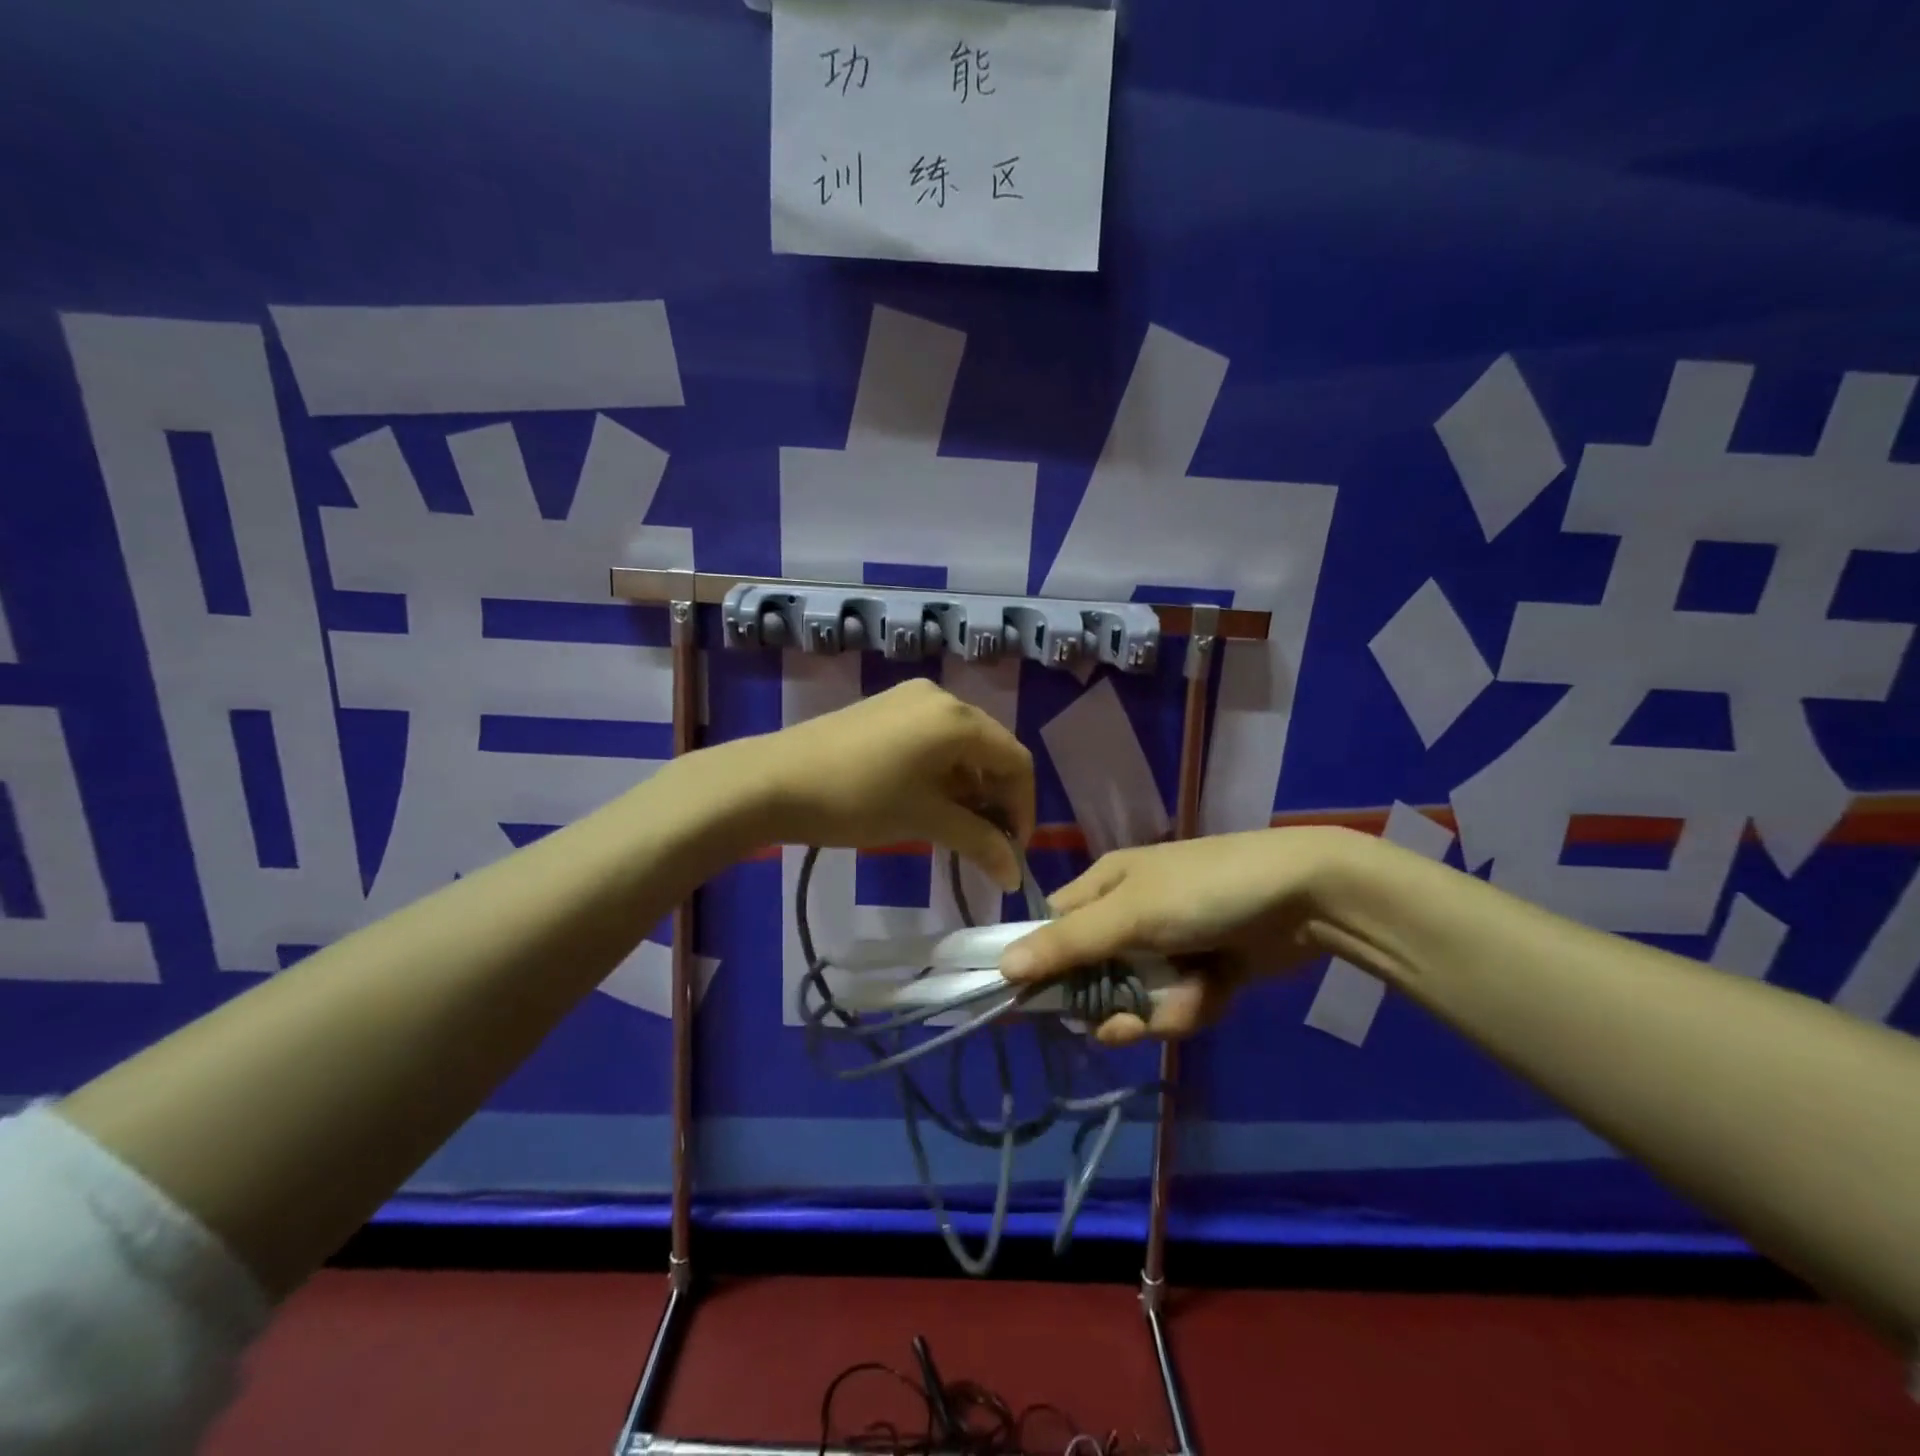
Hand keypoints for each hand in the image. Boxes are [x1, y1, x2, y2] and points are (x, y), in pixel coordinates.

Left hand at [752, 679, 1035, 889]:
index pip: (1016, 762)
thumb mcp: (924, 820)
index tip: (1012, 851)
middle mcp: (942, 698)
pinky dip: (942, 771)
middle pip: (992, 749)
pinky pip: (933, 738)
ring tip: (956, 827)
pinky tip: (927, 800)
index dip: (1023, 809)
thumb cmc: (858, 800)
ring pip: (961, 745)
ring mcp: (910, 698)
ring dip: (969, 787)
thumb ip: (978, 842)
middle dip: (997, 798)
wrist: (773, 781)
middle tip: (987, 843)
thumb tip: (1014, 874)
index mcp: (959, 719)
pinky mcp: (886, 707)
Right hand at [999, 827, 1368, 1044]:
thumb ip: (1068, 944)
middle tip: (1117, 1025)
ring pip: (1135, 997)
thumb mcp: (1130, 914)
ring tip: (1179, 1008)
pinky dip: (1191, 1007)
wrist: (1304, 898)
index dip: (1042, 963)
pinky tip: (1213, 994)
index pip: (1054, 927)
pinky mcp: (1204, 972)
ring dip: (1154, 1011)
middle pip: (1092, 973)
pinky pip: (1176, 1004)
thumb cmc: (1203, 891)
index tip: (1033, 1005)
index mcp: (1105, 887)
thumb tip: (1003, 967)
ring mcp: (1168, 946)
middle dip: (1106, 1004)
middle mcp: (1130, 915)